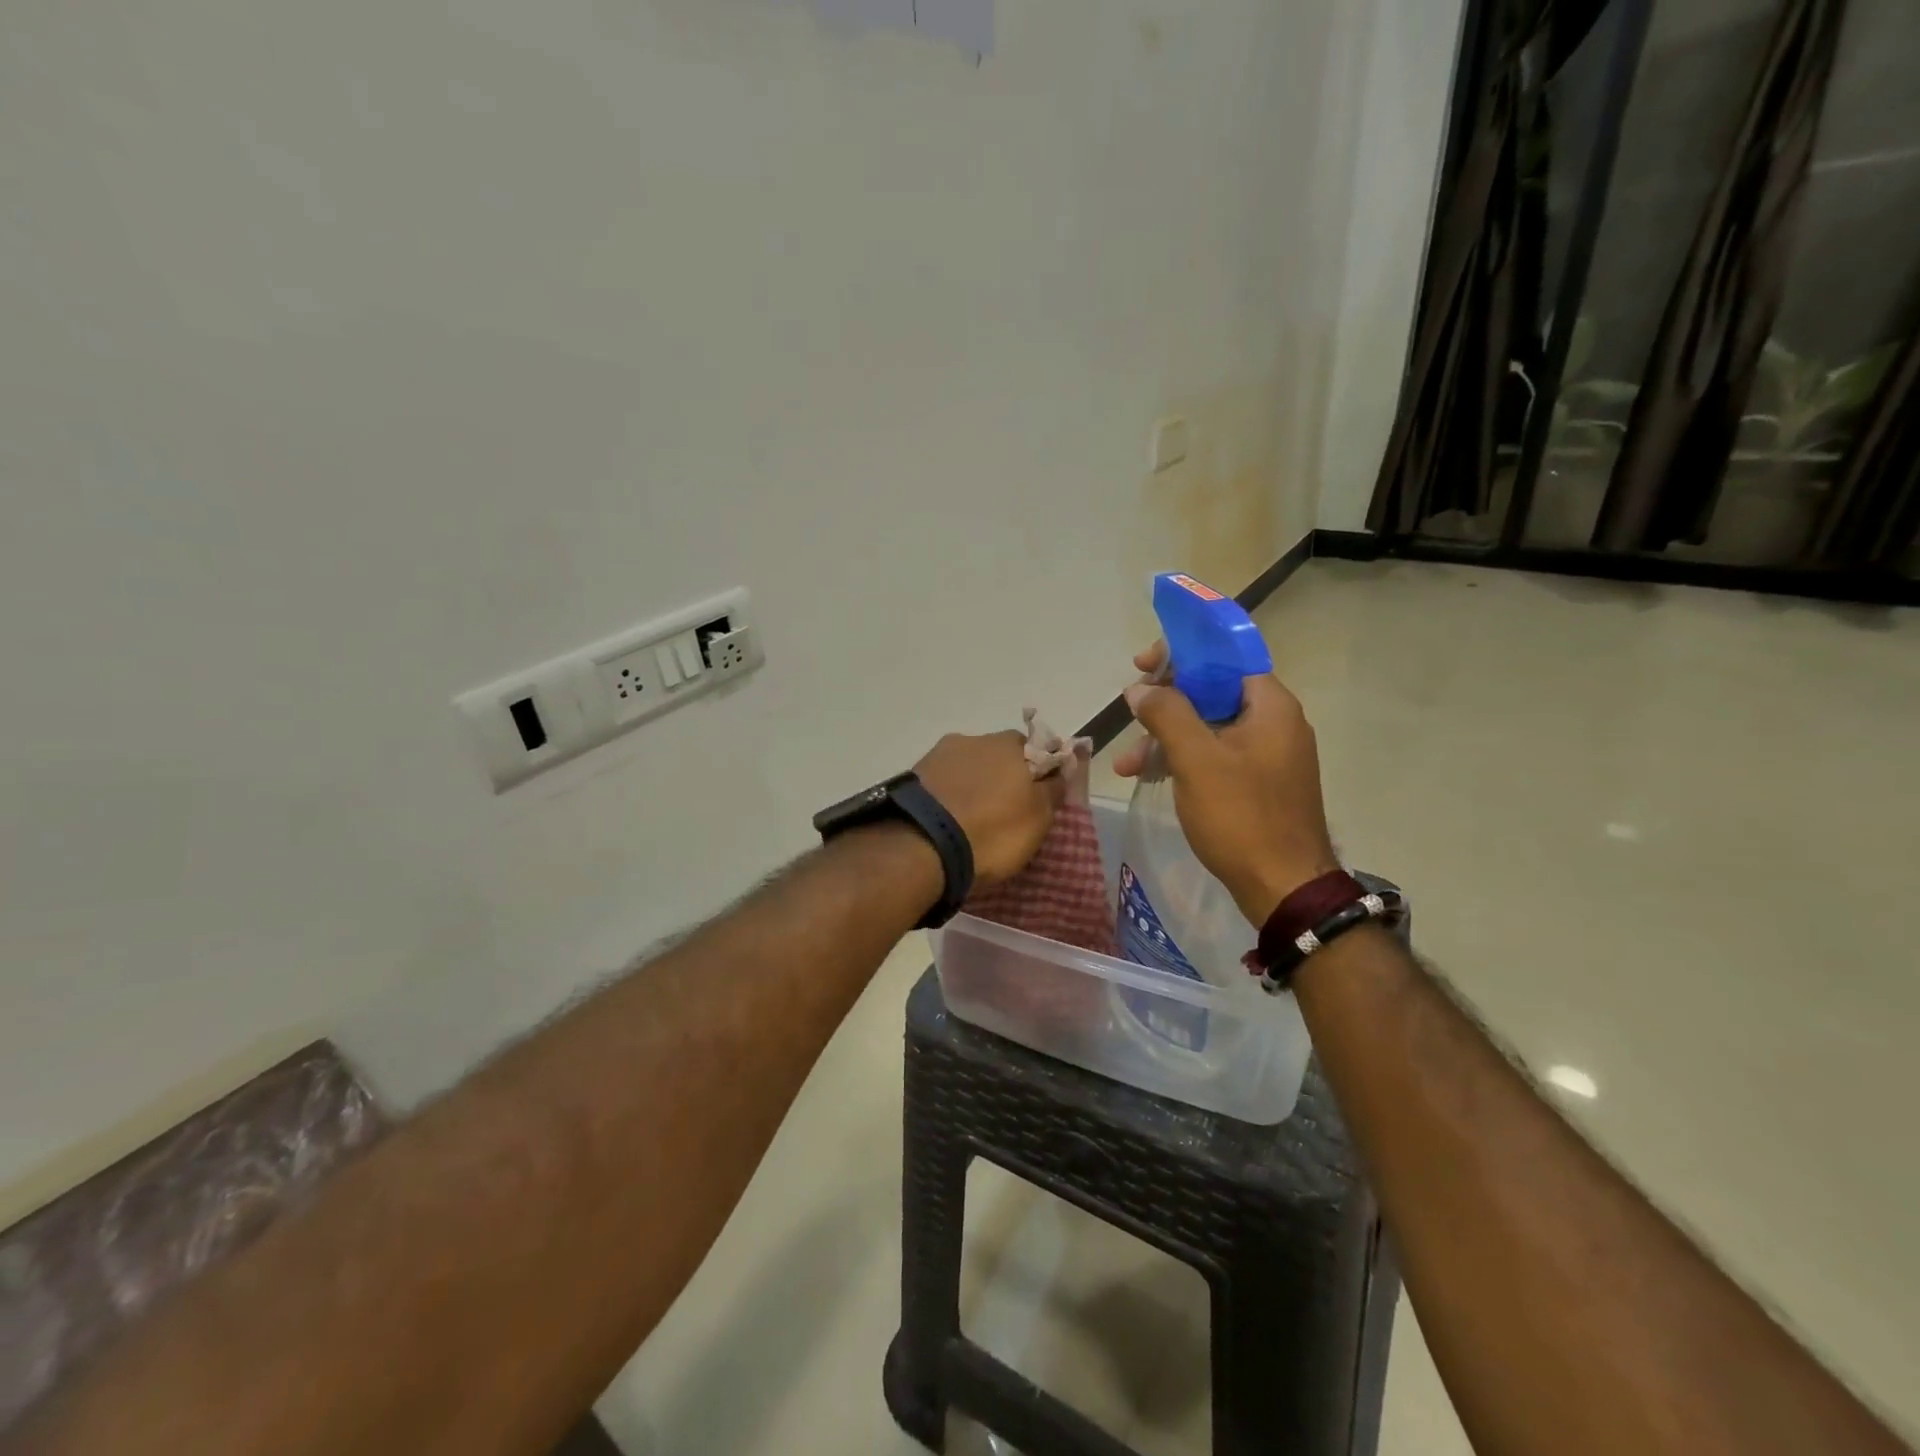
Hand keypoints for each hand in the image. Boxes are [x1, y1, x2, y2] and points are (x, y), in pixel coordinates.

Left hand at [916, 730, 1065, 885]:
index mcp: (1011, 744)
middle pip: (999, 755)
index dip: (1040, 773)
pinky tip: (946, 818)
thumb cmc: (993, 831)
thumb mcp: (1039, 819)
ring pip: (968, 766)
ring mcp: (940, 753)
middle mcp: (976, 738)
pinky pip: (942, 782)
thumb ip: (1053, 790)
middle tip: (1004, 811)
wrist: (922, 845)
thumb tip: (1060, 772)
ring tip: (970, 819)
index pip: (1038, 750)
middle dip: (1004, 777)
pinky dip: (948, 795)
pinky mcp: (914, 773)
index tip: (1038, 798)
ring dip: (973, 785)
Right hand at [1113, 643, 1337, 924]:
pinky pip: (1215, 756)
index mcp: (1270, 705)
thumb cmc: (1241, 815)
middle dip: (1164, 705)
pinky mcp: (1258, 783)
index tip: (1142, 665)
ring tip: (1127, 766)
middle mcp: (1274, 722)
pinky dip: (1183, 761)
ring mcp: (1267, 755)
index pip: (1223, 657)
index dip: (1180, 654)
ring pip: (1208, 728)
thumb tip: (1139, 689)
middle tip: (1130, 717)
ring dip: (1165, 739)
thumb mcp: (1196, 759)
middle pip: (1211, 692)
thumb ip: (1166, 714)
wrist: (1283, 887)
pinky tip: (1150, 777)